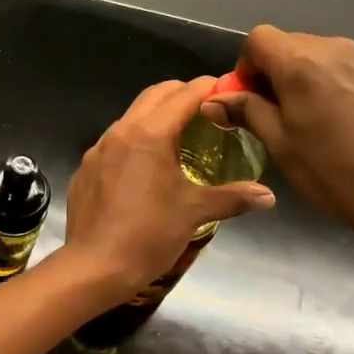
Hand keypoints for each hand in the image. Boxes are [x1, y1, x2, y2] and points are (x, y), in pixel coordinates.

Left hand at [61, 77, 274, 300]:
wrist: (95, 265)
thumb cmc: (149, 234)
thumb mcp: (194, 212)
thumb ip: (233, 197)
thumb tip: (268, 196)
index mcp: (149, 133)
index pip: (184, 94)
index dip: (208, 88)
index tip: (227, 93)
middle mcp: (120, 131)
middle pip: (154, 96)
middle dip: (182, 95)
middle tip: (207, 111)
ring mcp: (98, 148)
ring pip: (131, 117)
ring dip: (156, 117)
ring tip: (180, 137)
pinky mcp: (86, 167)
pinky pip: (114, 142)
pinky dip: (135, 141)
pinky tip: (146, 167)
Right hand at [202, 27, 353, 254]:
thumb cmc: (333, 173)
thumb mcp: (279, 144)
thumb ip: (247, 111)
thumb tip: (214, 101)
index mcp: (301, 64)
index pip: (259, 38)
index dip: (246, 65)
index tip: (249, 99)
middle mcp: (337, 51)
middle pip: (292, 45)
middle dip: (276, 72)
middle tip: (277, 113)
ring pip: (323, 58)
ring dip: (308, 79)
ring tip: (316, 122)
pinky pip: (351, 72)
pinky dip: (338, 88)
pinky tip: (349, 127)